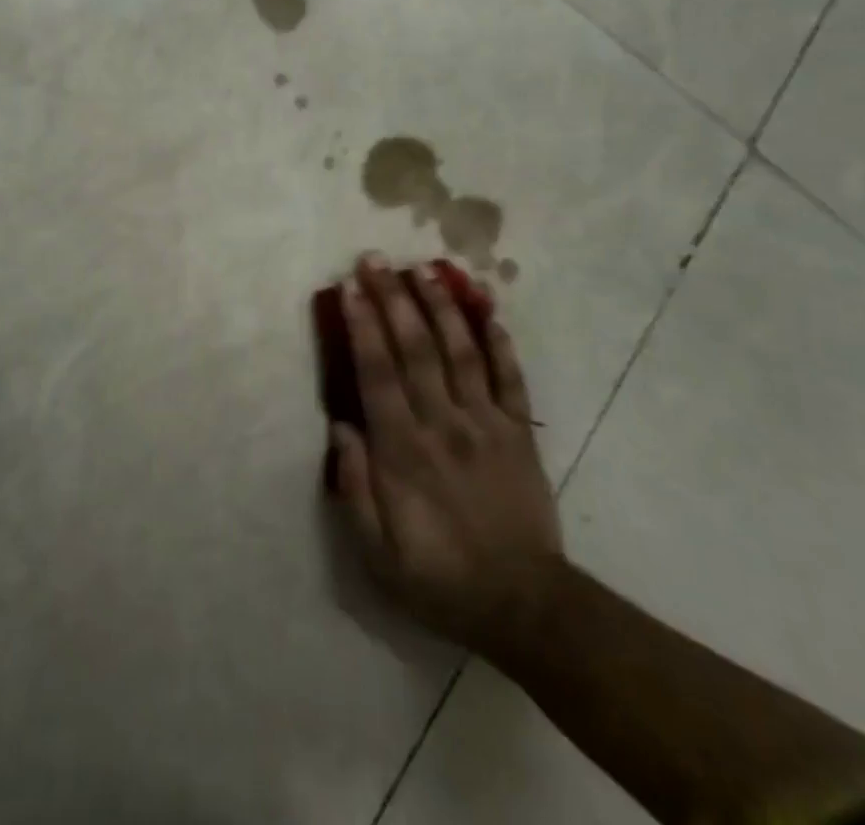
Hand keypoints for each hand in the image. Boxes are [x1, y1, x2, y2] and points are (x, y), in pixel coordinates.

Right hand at [326, 255, 563, 658]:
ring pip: (461, 351)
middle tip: (376, 258)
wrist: (523, 605)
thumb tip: (340, 426)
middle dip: (393, 298)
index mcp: (404, 451)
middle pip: (415, 348)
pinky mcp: (520, 431)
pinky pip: (510, 377)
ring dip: (442, 306)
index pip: (377, 373)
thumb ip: (354, 489)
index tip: (350, 288)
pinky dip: (500, 340)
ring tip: (426, 268)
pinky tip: (488, 308)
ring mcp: (487, 423)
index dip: (363, 326)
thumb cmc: (440, 578)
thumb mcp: (378, 555)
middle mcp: (443, 423)